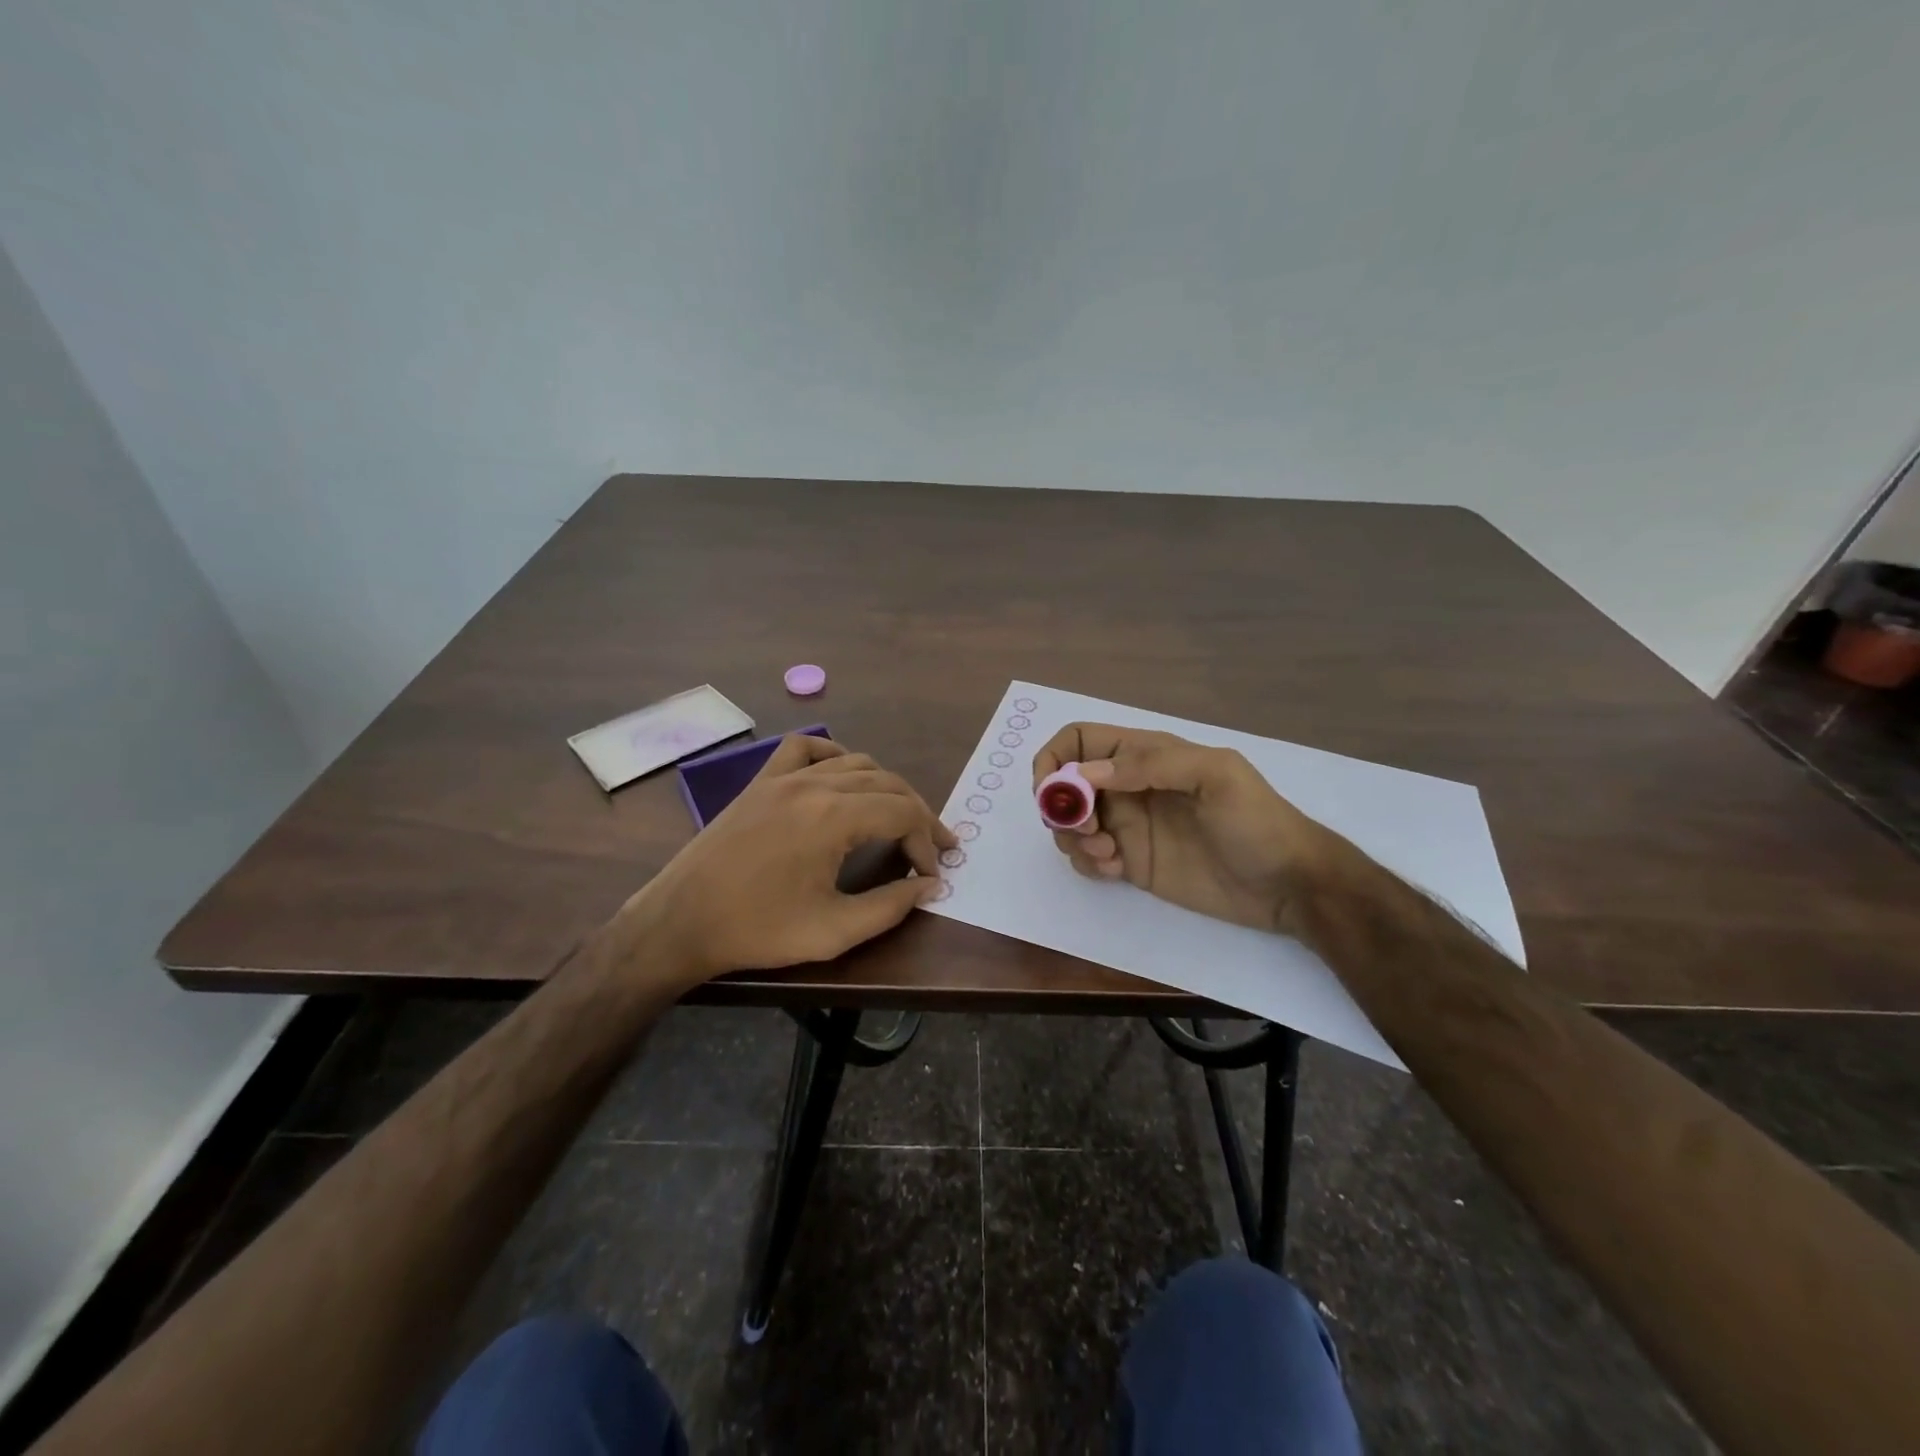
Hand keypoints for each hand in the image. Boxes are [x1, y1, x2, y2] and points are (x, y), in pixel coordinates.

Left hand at [633, 734, 955, 982]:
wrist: (680, 921)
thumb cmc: (757, 930)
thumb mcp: (833, 931)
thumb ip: (890, 906)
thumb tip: (930, 885)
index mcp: (833, 817)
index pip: (903, 812)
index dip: (926, 840)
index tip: (931, 873)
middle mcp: (814, 784)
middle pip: (887, 782)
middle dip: (917, 813)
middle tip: (932, 846)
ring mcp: (784, 777)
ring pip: (855, 763)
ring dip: (885, 787)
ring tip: (898, 818)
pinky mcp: (761, 781)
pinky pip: (805, 749)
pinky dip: (834, 756)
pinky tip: (843, 778)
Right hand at [1032, 724, 1337, 934]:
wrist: (1288, 885)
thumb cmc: (1257, 821)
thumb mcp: (1216, 777)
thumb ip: (1152, 764)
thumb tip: (1085, 773)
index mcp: (1145, 755)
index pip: (1080, 740)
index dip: (1054, 759)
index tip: (1050, 792)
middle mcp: (1128, 786)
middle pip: (1066, 785)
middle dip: (1061, 807)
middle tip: (1088, 831)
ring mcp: (1129, 826)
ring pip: (1072, 824)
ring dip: (1073, 838)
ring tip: (1107, 855)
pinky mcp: (1132, 863)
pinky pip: (1089, 857)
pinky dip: (1088, 863)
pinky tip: (1116, 871)